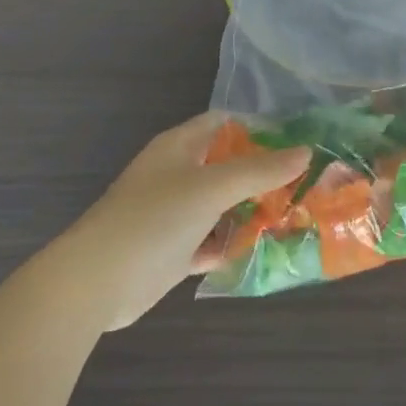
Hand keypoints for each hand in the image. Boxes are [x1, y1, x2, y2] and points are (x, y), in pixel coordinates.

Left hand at [60, 113, 308, 330]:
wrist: (98, 280)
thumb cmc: (155, 218)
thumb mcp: (212, 187)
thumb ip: (259, 170)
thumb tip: (306, 151)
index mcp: (179, 147)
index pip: (223, 124)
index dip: (258, 129)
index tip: (297, 143)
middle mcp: (177, 175)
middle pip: (227, 166)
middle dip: (263, 175)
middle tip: (307, 184)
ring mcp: (174, 214)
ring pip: (222, 206)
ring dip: (253, 212)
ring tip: (297, 216)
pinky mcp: (174, 250)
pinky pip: (213, 240)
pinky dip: (234, 243)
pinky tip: (265, 249)